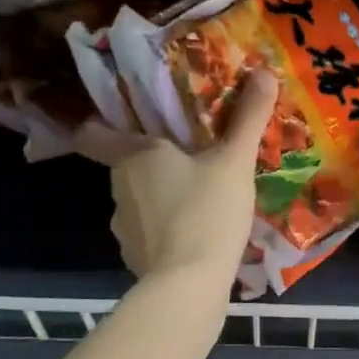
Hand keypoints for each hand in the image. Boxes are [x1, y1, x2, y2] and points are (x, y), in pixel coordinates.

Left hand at [77, 72, 277, 288]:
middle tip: (190, 160)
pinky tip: (194, 238)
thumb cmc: (207, 212)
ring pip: (138, 202)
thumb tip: (265, 72)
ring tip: (198, 203)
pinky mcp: (133, 259)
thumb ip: (248, 119)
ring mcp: (122, 228)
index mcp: (134, 157)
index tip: (122, 122)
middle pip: (126, 167)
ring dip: (161, 199)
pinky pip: (148, 234)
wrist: (188, 286)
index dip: (100, 125)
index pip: (93, 134)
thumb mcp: (234, 163)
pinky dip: (165, 232)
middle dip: (153, 163)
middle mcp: (118, 189)